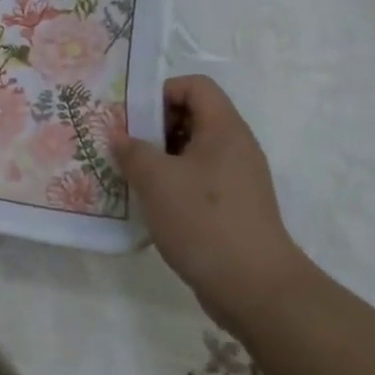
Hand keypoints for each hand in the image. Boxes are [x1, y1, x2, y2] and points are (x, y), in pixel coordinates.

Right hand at [112, 74, 306, 330]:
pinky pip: (200, 180)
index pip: (195, 86)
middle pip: (193, 116)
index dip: (162, 92)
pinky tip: (153, 206)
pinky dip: (175, 184)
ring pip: (194, 152)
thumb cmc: (204, 221)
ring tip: (132, 177)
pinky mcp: (235, 208)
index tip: (134, 118)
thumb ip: (132, 151)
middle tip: (126, 147)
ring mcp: (238, 179)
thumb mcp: (156, 180)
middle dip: (155, 128)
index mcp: (224, 129)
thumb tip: (119, 136)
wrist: (255, 288)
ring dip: (161, 159)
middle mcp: (236, 147)